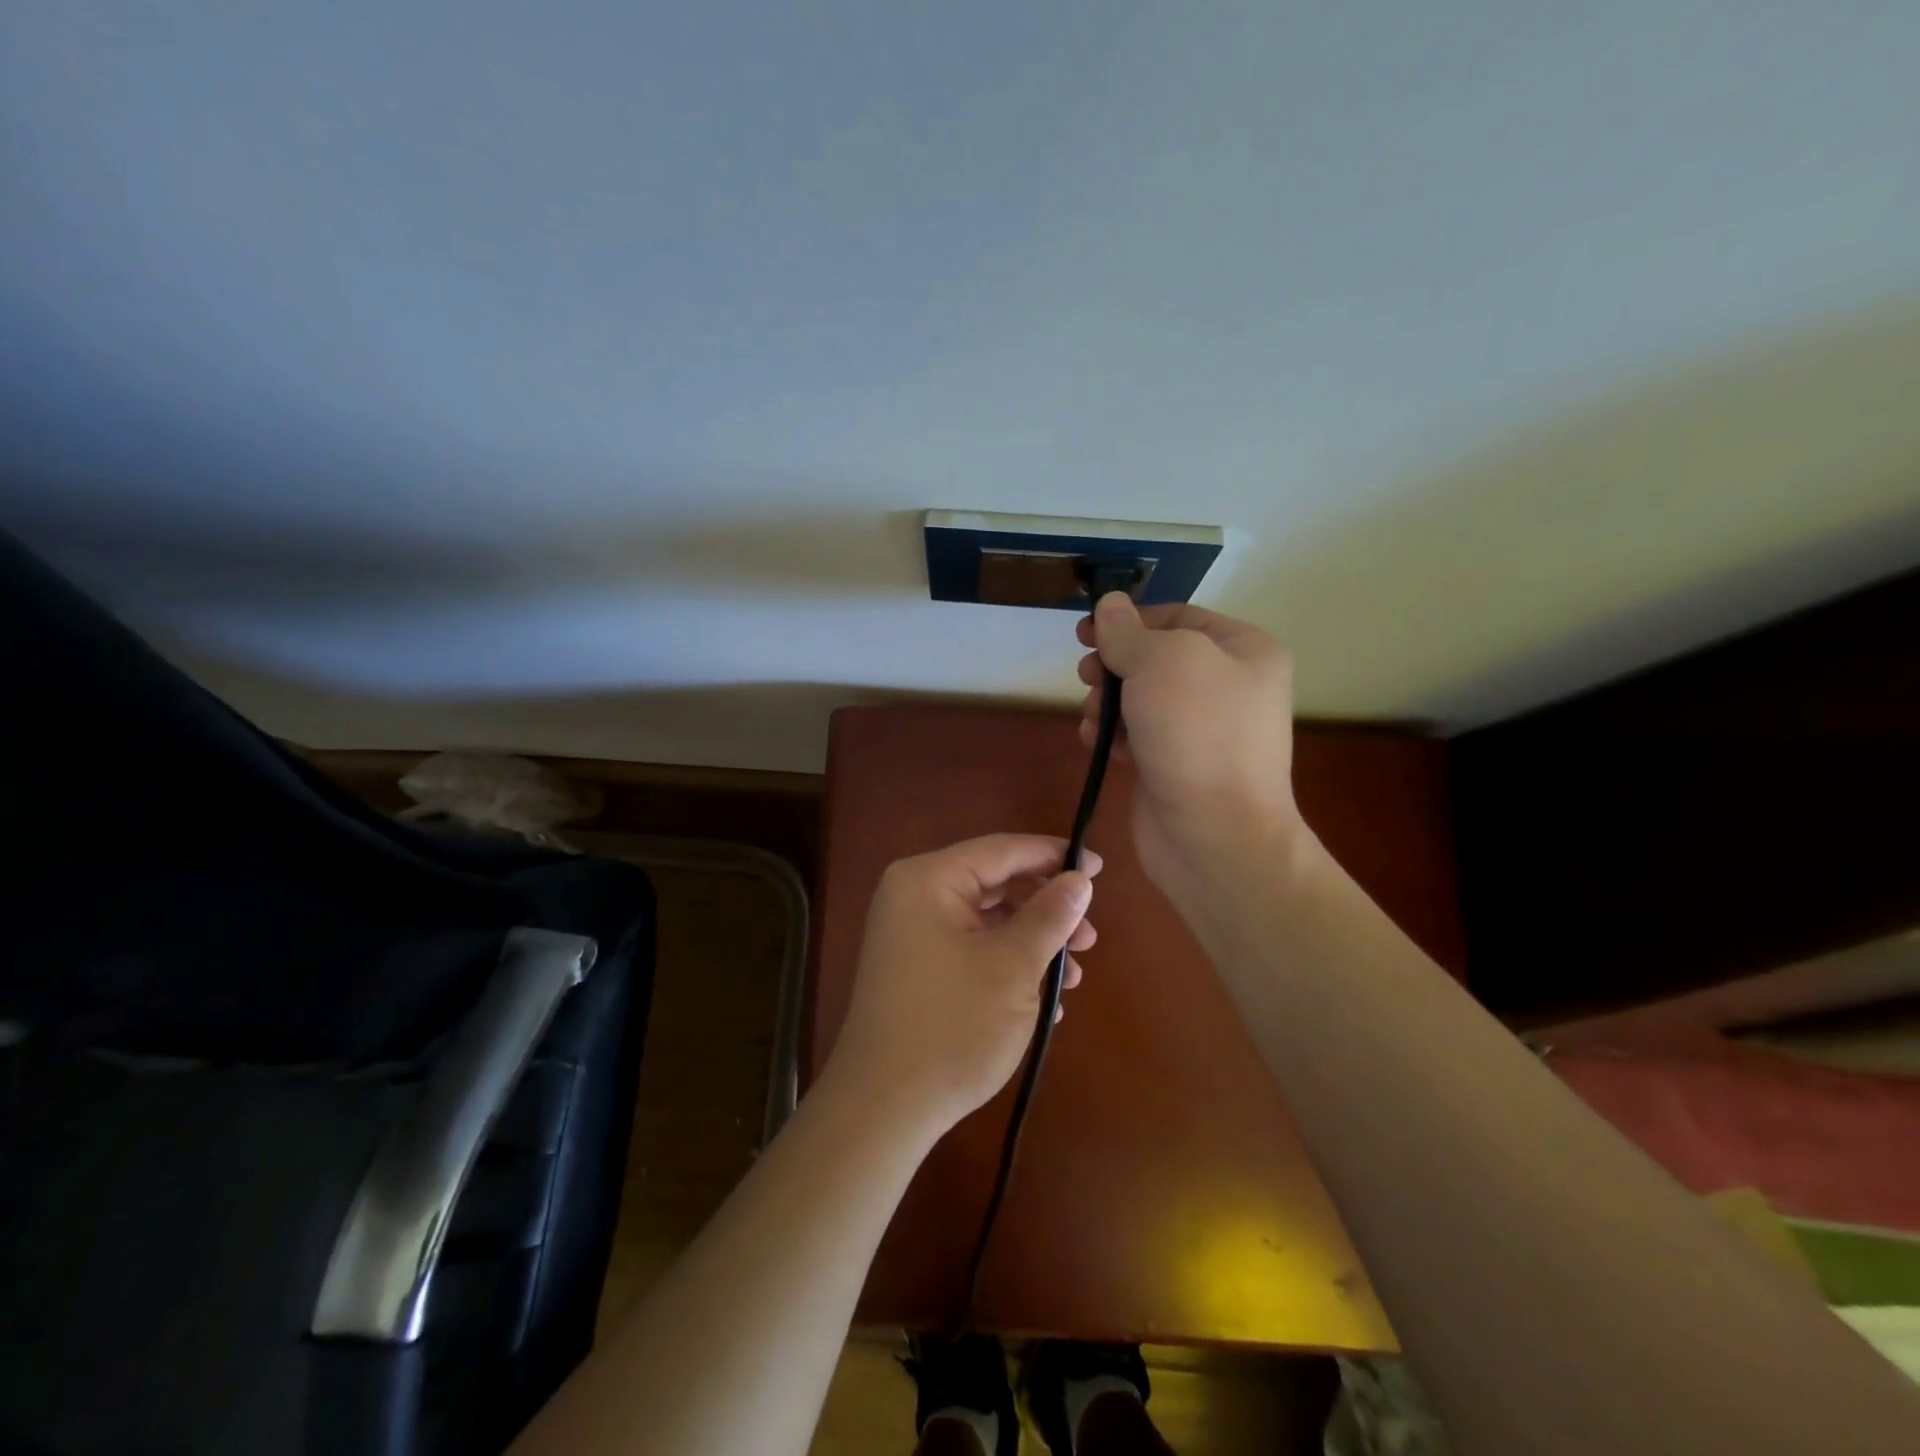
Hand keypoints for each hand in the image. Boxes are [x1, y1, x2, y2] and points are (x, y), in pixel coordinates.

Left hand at [823, 834, 1100, 1137]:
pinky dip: (1007, 966)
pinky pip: (971, 949)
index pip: (1002, 850)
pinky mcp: (917, 970)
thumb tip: (1078, 878)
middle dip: (1046, 911)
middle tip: (1089, 939)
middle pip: (996, 885)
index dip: (1054, 856)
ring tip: (1072, 979)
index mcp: (928, 880)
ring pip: (987, 922)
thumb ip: (1049, 916)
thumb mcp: (1012, 967)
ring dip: (1033, 944)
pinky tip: (1044, 1001)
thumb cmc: (952, 1025)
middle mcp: (914, 897)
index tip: (1100, 869)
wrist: (883, 1109)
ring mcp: (912, 935)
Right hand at [1076, 592, 1311, 916]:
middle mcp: (1229, 687)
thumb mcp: (1161, 662)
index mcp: (1244, 651)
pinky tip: (1097, 744)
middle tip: (1086, 676)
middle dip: (1115, 665)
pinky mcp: (1178, 766)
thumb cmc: (1196, 734)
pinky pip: (1140, 736)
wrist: (1215, 835)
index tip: (1085, 631)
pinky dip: (1115, 736)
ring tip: (1092, 718)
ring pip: (1142, 699)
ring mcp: (1204, 731)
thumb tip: (1109, 605)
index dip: (1129, 620)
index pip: (1178, 618)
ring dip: (1108, 702)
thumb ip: (1128, 632)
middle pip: (1156, 659)